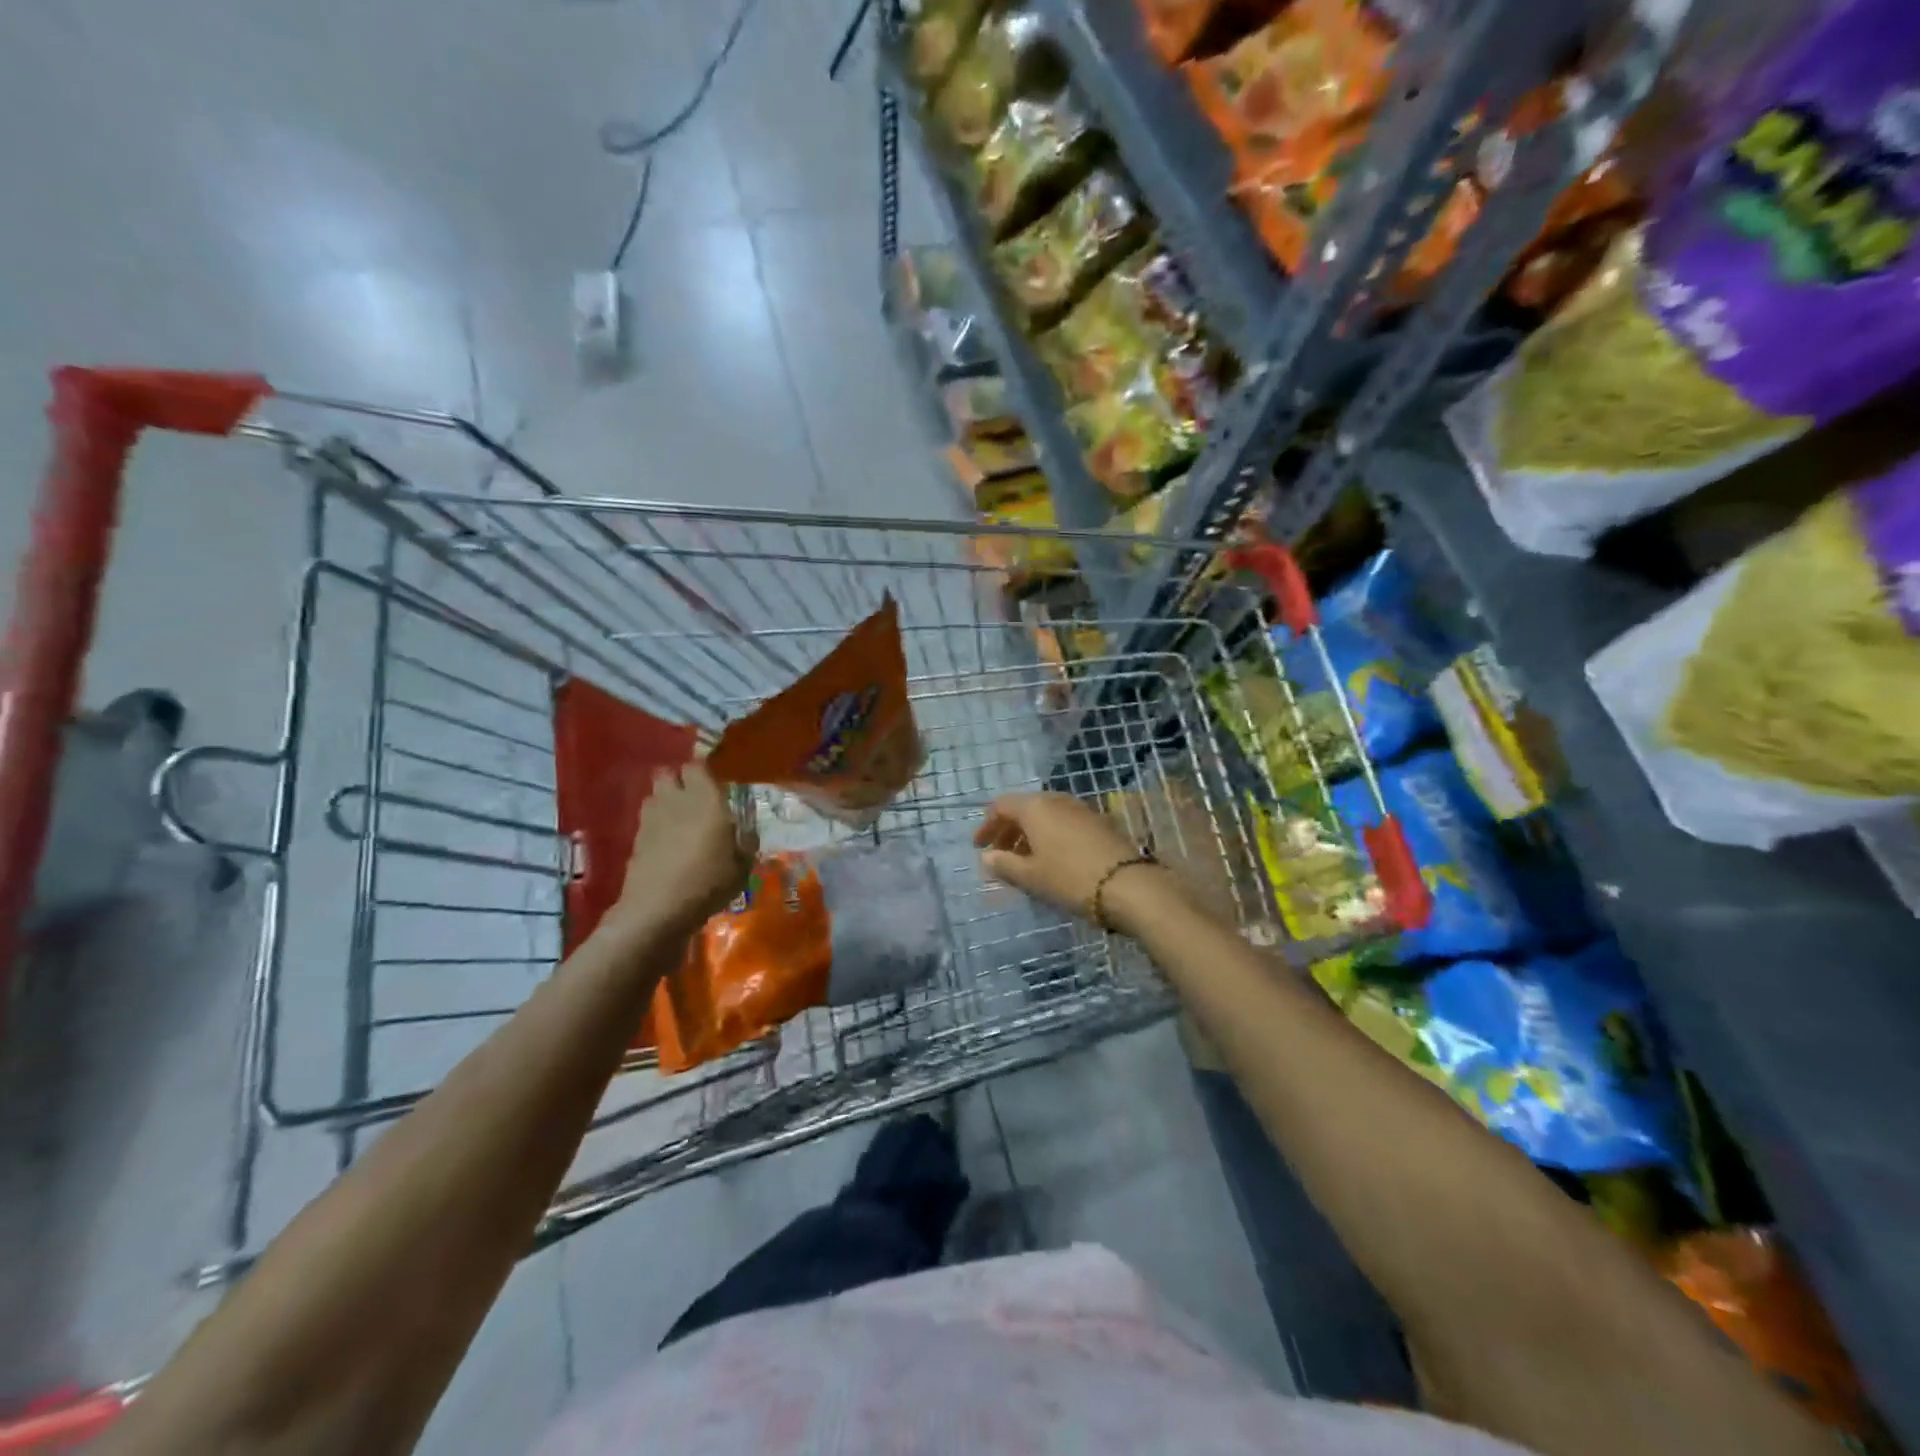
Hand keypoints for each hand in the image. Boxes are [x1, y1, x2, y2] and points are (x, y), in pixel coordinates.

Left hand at [609, 763, 756, 940]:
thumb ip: (745, 843)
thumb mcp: (742, 867)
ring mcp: (651, 818)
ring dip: (665, 800)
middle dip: (677, 780)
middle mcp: (676, 801)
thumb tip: (744, 833)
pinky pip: (647, 819)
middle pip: (667, 773)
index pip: (696, 766)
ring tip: (680, 819)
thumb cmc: (708, 883)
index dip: (703, 772)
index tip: (714, 784)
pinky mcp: (636, 838)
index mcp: (706, 800)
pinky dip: (656, 824)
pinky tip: (668, 842)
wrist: (658, 910)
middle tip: (695, 798)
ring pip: (654, 794)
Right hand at [973, 792, 1169, 929]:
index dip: (987, 825)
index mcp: (1035, 807)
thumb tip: (987, 857)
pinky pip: (1064, 823)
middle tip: (999, 855)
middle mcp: (1057, 800)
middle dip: (1009, 830)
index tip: (979, 847)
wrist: (1128, 885)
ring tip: (1024, 860)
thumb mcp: (1031, 876)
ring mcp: (1081, 809)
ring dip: (1030, 834)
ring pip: (1046, 816)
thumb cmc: (1070, 878)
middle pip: (1024, 808)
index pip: (1002, 806)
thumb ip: (1004, 865)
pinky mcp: (1099, 822)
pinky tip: (1051, 860)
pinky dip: (1050, 836)